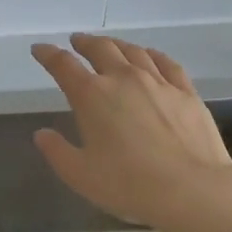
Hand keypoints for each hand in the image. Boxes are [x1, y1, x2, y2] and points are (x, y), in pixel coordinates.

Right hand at [30, 34, 231, 229]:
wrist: (192, 189)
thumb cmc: (129, 185)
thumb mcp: (81, 175)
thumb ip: (57, 152)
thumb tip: (42, 134)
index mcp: (92, 96)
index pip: (63, 65)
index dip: (48, 54)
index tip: (39, 49)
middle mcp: (123, 78)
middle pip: (100, 49)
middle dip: (84, 43)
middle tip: (76, 42)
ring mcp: (158, 82)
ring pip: (133, 51)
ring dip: (116, 44)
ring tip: (109, 45)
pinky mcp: (186, 92)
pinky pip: (166, 63)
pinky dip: (152, 54)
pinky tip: (149, 56)